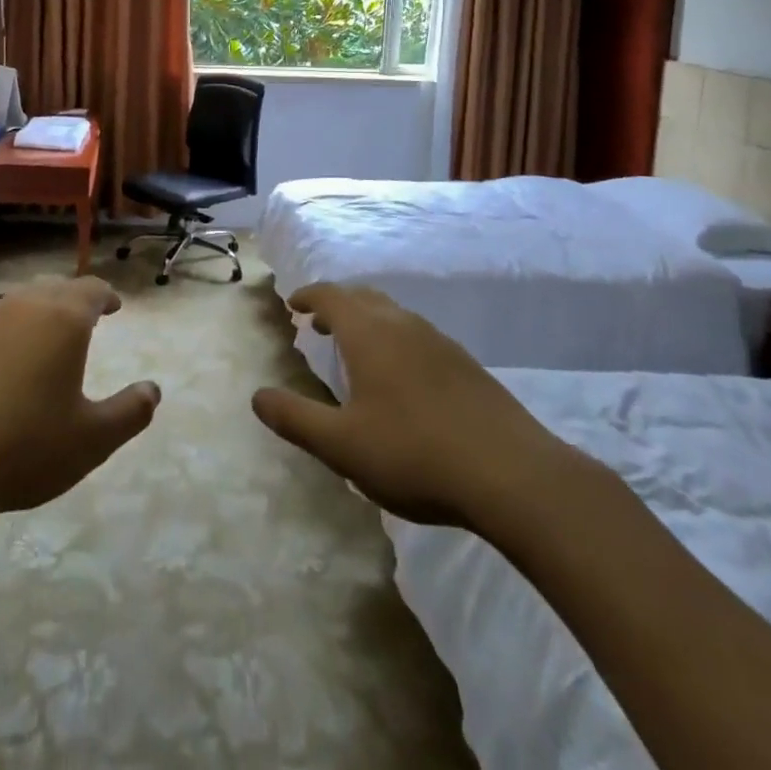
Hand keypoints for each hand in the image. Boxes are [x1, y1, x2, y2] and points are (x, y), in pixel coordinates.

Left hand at [0, 277, 160, 530]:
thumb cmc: (23, 449)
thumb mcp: (91, 441)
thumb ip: (130, 412)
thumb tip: (153, 390)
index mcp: (63, 319)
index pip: (92, 289)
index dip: (106, 296)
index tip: (114, 307)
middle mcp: (23, 306)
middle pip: (54, 289)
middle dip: (73, 300)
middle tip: (84, 319)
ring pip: (19, 302)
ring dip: (37, 313)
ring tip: (43, 339)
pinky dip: (4, 332)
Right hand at [252, 284, 584, 535]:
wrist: (512, 475)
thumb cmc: (414, 454)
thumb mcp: (343, 446)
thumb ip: (296, 419)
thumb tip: (257, 397)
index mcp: (369, 333)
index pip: (331, 296)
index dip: (309, 296)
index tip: (294, 305)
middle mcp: (403, 325)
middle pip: (364, 298)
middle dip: (337, 306)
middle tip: (319, 325)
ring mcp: (440, 343)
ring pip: (395, 316)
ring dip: (368, 323)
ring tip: (357, 351)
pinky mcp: (467, 366)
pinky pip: (418, 336)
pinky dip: (396, 341)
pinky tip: (403, 380)